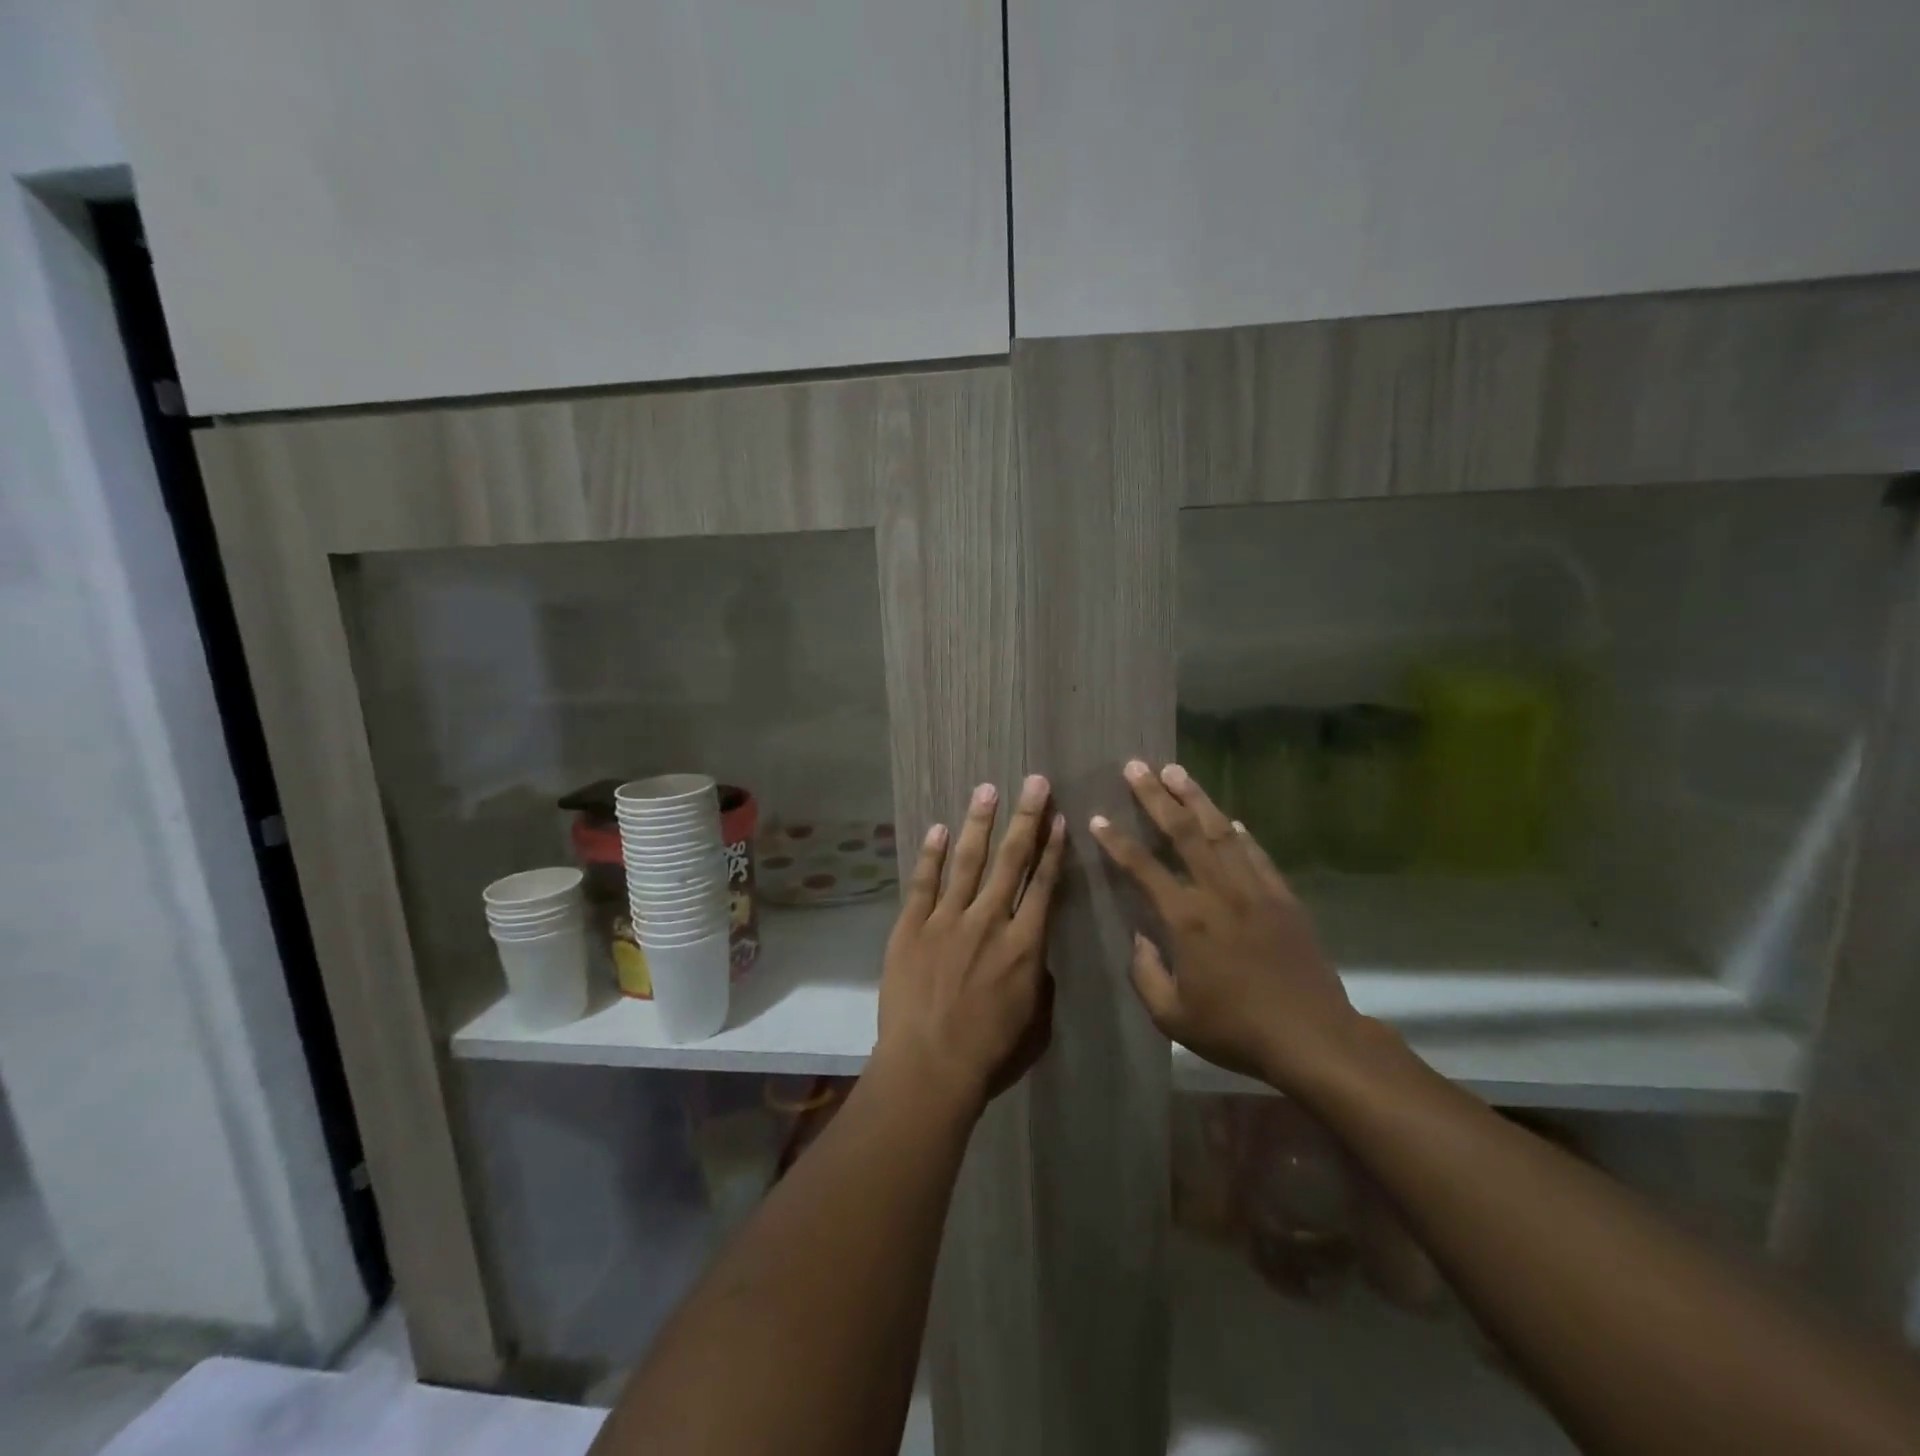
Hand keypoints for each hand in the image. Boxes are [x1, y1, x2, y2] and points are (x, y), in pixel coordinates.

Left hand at [876, 775, 1066, 1114]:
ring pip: (968, 860)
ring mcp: (948, 920)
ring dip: (980, 822)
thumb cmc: (988, 1055)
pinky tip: (939, 827)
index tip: (1059, 818)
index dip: (1053, 849)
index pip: (1044, 885)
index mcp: (1026, 945)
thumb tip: (1034, 955)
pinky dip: (932, 853)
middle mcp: (990, 921)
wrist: (929, 1067)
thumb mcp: (1035, 1024)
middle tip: (1034, 782)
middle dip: (1026, 817)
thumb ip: (1039, 982)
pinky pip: (923, 882)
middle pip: (1011, 860)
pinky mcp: (912, 926)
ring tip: (988, 789)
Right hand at [1089, 760, 1359, 1095]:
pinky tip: (1229, 819)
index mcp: (1187, 920)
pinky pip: (1257, 855)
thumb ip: (1146, 974)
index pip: (1143, 868)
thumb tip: (1139, 938)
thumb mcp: (1173, 1017)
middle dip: (1156, 797)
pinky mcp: (1283, 898)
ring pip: (1221, 832)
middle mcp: (1219, 893)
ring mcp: (1255, 890)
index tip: (1098, 818)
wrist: (1313, 1038)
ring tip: (1176, 771)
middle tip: (1137, 766)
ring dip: (1197, 799)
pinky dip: (1240, 833)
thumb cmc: (1236, 1030)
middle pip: (1184, 832)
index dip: (1117, 841)